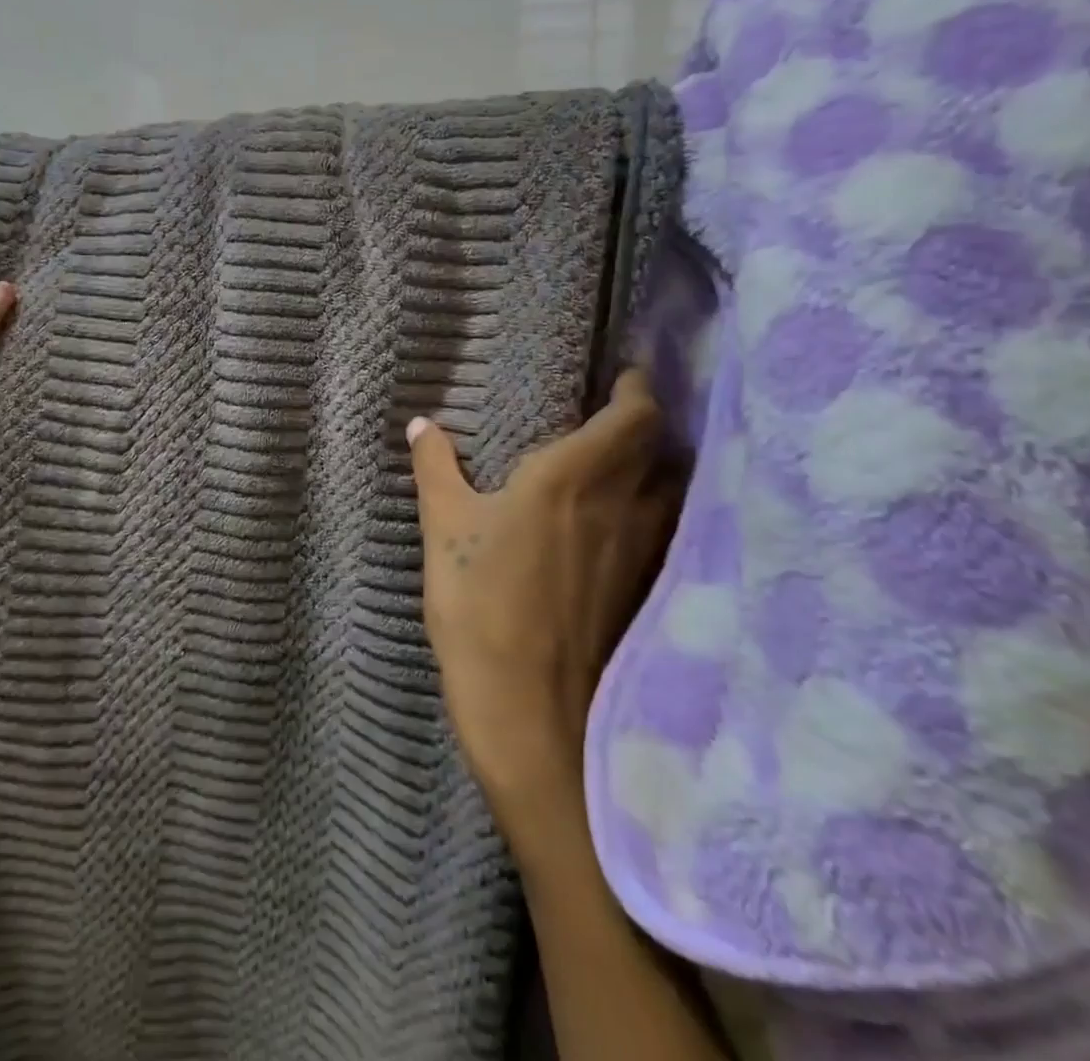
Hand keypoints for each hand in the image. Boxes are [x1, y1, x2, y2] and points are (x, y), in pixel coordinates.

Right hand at [410, 370, 681, 799]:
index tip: (626, 375)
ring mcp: (641, 554)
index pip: (636, 416)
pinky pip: (660, 532)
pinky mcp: (644, 592)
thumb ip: (436, 469)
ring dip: (652, 469)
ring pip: (666, 492)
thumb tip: (423, 425)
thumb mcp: (444, 529)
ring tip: (617, 464)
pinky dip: (648, 514)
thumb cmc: (479, 607)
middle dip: (643, 424)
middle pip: (658, 449)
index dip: (638, 389)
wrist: (531, 715)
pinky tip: (614, 526)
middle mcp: (621, 507)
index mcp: (572, 477)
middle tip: (612, 413)